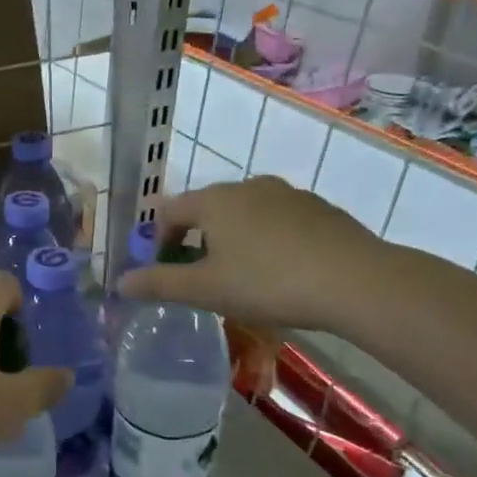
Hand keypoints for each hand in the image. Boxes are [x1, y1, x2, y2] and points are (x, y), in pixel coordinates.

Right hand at [116, 177, 387, 330]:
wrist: (356, 281)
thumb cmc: (267, 282)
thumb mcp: (205, 290)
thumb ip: (159, 284)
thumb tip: (120, 282)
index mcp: (214, 200)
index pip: (169, 210)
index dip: (159, 239)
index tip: (164, 269)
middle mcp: (248, 186)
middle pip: (207, 208)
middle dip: (196, 238)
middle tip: (200, 275)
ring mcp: (288, 194)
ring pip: (245, 213)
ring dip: (233, 238)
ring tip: (242, 275)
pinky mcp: (320, 209)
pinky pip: (278, 220)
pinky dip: (268, 240)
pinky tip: (281, 271)